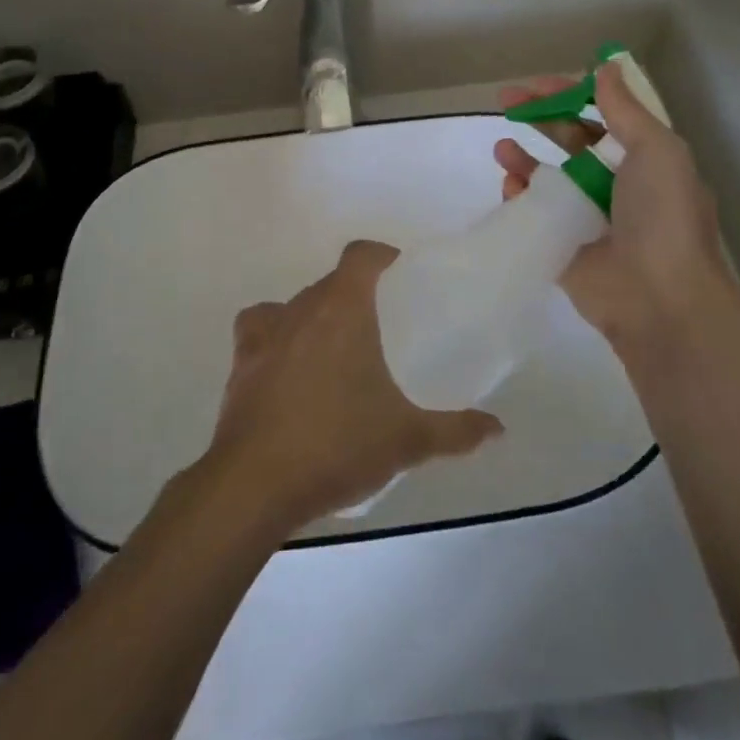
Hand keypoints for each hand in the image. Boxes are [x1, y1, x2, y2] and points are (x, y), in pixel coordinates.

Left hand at [201, 241, 502, 533]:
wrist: (255, 484)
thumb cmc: (338, 445)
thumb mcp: (407, 440)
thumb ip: (456, 431)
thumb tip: (498, 430)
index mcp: (344, 308)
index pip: (361, 255)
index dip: (382, 257)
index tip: (401, 277)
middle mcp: (302, 308)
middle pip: (332, 282)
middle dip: (356, 296)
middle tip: (381, 328)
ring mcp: (266, 333)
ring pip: (296, 304)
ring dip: (317, 316)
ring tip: (336, 349)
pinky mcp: (240, 362)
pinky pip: (259, 329)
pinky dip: (275, 336)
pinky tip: (287, 364)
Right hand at [495, 64, 739, 366]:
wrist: (661, 299)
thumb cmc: (663, 216)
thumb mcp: (657, 150)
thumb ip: (625, 109)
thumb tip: (606, 66)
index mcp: (645, 159)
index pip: (603, 115)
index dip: (571, 95)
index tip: (538, 84)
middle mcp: (616, 184)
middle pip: (571, 140)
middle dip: (540, 117)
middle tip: (505, 101)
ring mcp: (588, 217)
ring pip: (549, 177)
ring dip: (524, 157)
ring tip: (502, 147)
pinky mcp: (564, 247)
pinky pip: (536, 214)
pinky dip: (520, 197)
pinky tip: (510, 186)